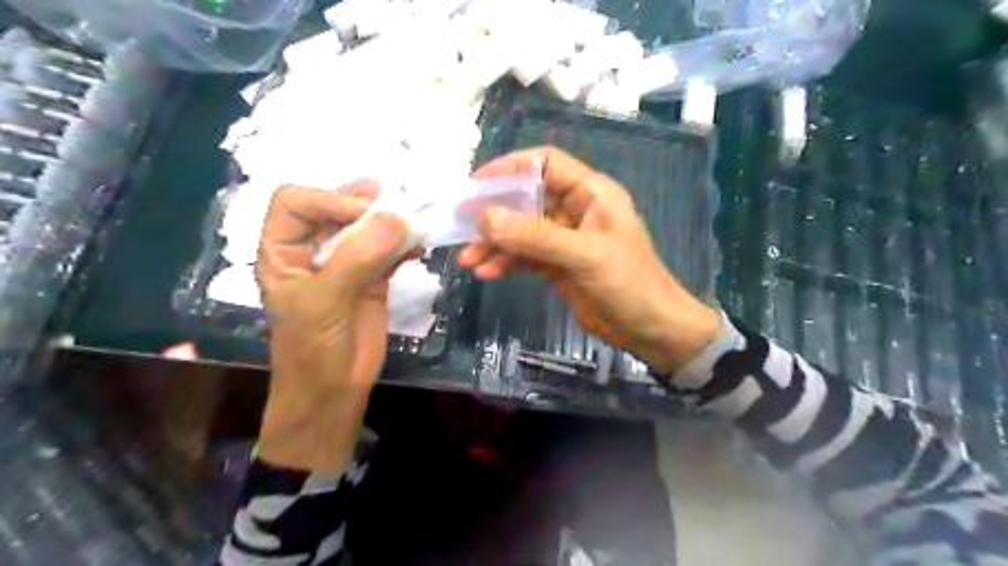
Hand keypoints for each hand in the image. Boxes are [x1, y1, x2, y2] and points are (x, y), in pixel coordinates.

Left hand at [255, 183, 412, 474]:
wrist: (334, 391)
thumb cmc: (313, 349)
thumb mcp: (325, 301)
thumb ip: (357, 258)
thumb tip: (396, 218)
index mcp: (282, 250)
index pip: (296, 202)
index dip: (328, 199)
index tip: (365, 214)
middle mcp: (312, 250)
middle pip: (334, 207)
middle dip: (363, 201)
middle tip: (394, 200)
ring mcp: (345, 264)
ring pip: (366, 228)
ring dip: (389, 221)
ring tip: (412, 219)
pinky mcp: (372, 279)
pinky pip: (389, 252)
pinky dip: (405, 245)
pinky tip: (419, 247)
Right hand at [456, 146, 724, 376]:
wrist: (650, 329)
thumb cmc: (629, 284)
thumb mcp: (583, 256)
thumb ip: (535, 236)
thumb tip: (485, 217)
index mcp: (590, 193)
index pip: (545, 164)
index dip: (510, 169)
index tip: (477, 186)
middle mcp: (575, 210)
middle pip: (527, 199)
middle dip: (495, 213)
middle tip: (462, 226)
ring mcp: (565, 239)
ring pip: (522, 231)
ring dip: (496, 243)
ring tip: (469, 260)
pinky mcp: (558, 264)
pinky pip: (526, 256)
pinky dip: (507, 262)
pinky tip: (488, 273)